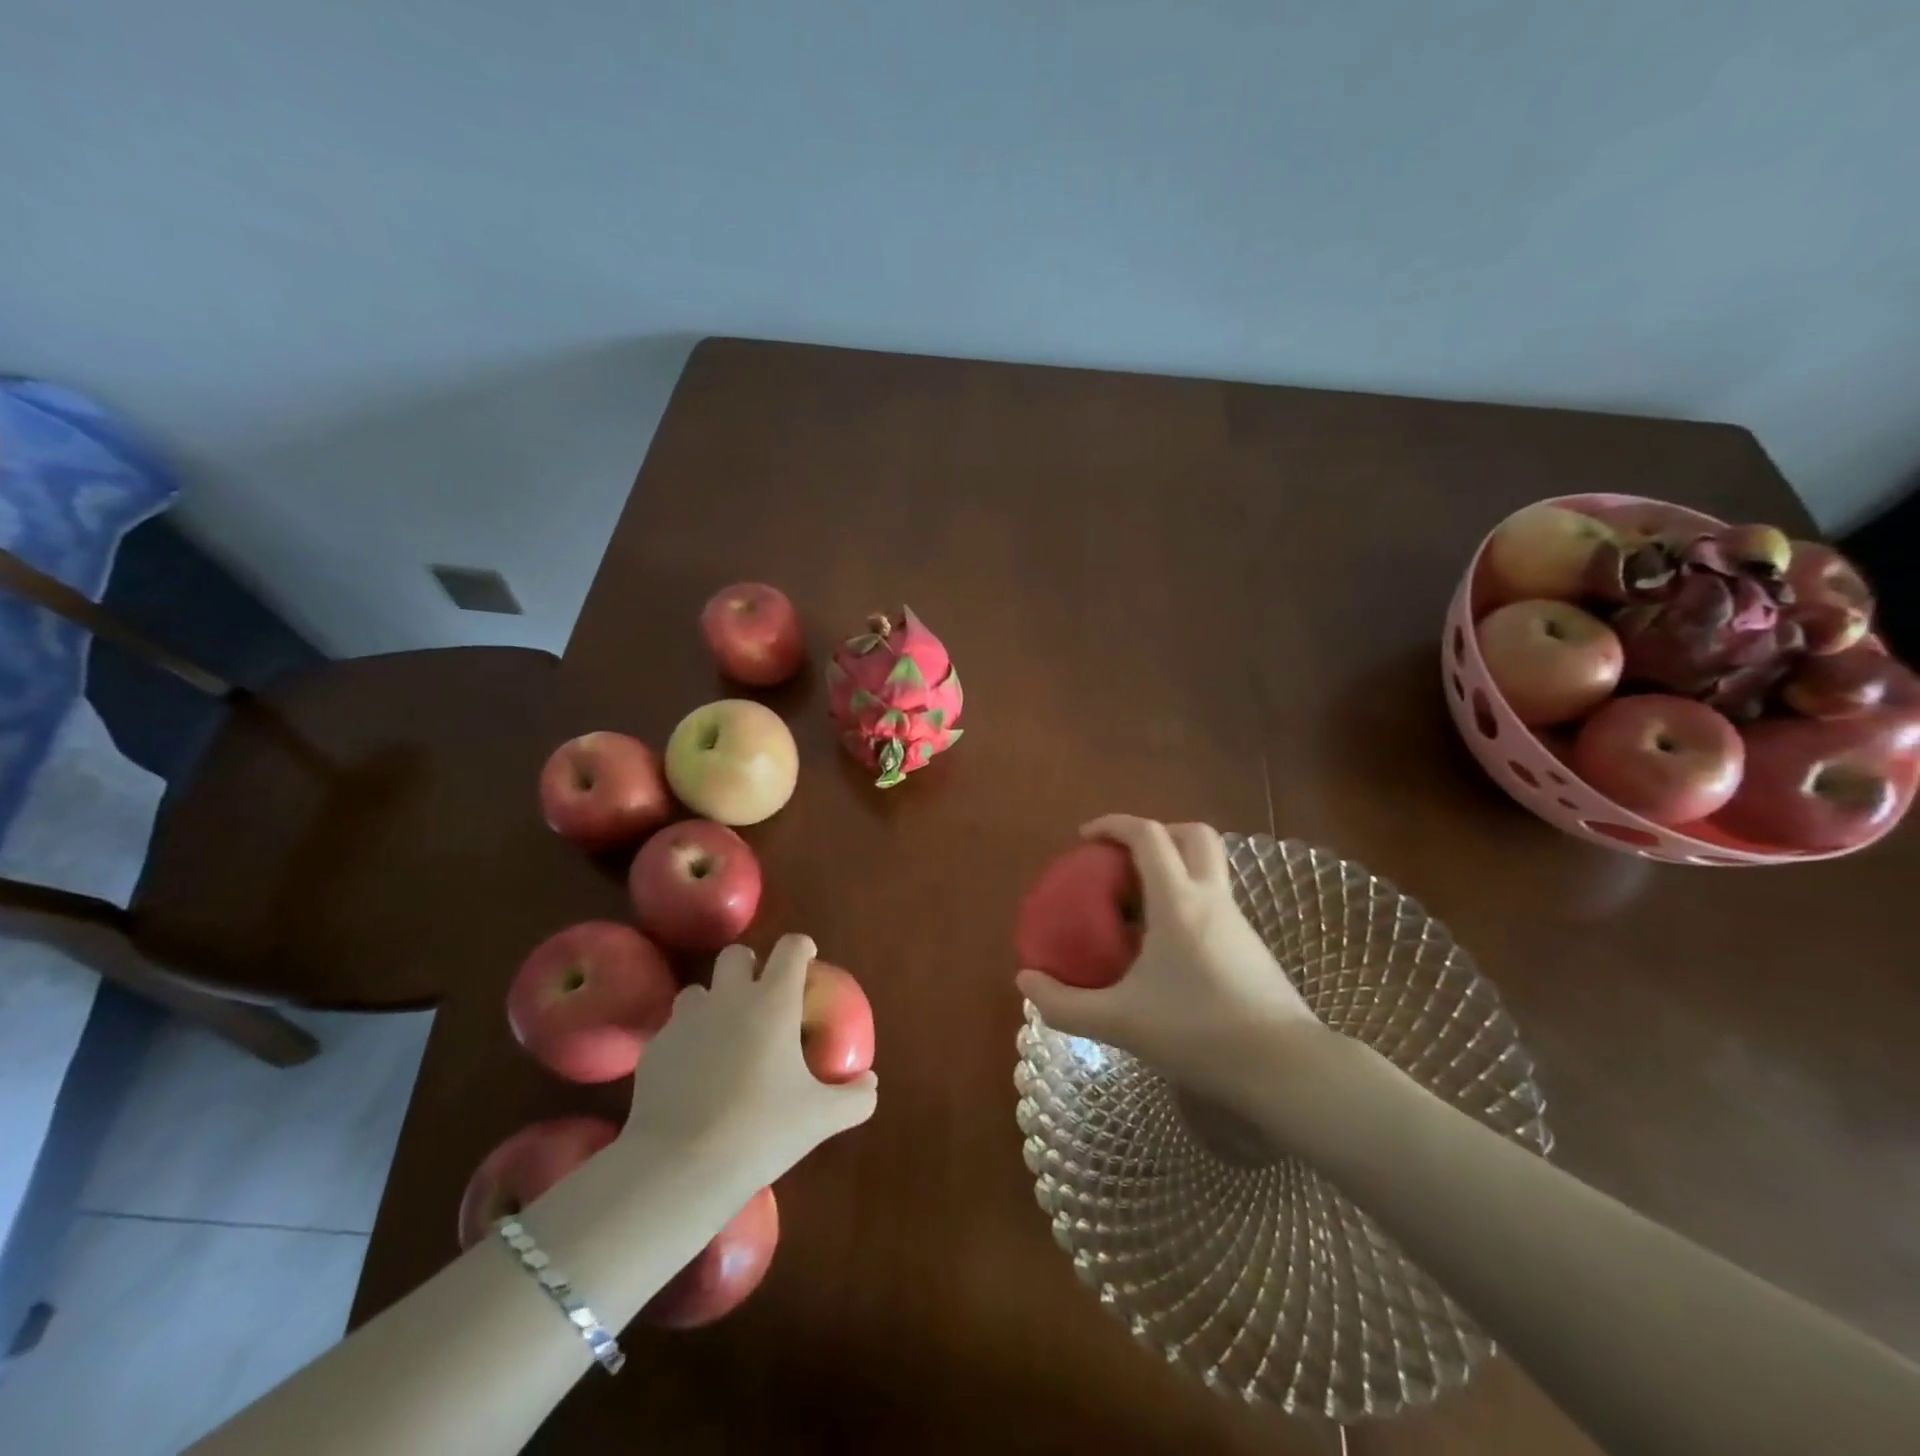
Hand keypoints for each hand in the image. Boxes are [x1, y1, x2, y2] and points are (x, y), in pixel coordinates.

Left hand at [623, 933, 877, 1191]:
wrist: (679, 1168)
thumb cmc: (761, 1131)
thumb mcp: (822, 1118)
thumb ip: (855, 1097)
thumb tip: (870, 1083)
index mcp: (773, 1001)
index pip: (790, 948)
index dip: (801, 948)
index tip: (807, 960)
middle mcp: (728, 998)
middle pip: (736, 955)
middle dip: (751, 966)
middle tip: (763, 997)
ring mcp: (686, 1021)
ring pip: (698, 990)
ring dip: (714, 1002)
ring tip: (724, 1036)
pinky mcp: (655, 1049)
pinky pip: (673, 1031)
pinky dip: (687, 1042)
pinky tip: (693, 1075)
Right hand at [1016, 815, 1325, 1101]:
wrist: (1286, 1070)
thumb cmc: (1199, 1033)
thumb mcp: (1120, 1022)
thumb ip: (1065, 1004)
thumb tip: (1025, 982)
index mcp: (1179, 901)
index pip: (1148, 835)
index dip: (1113, 824)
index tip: (1085, 838)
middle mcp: (1212, 899)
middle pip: (1192, 835)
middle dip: (1156, 834)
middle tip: (1123, 861)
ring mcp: (1238, 923)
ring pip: (1208, 869)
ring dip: (1173, 870)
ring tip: (1136, 911)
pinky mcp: (1251, 948)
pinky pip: (1213, 903)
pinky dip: (1186, 903)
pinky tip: (1165, 951)